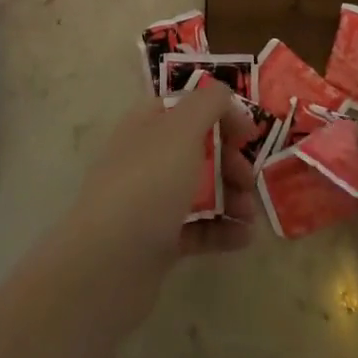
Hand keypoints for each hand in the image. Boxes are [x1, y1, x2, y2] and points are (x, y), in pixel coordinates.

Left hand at [60, 81, 258, 280]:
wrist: (108, 264)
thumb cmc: (148, 184)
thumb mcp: (182, 129)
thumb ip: (207, 103)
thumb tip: (223, 94)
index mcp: (147, 124)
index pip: (188, 107)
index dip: (220, 114)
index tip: (249, 134)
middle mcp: (147, 157)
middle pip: (198, 149)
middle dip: (230, 161)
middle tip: (248, 179)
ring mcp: (150, 201)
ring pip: (200, 190)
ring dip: (232, 197)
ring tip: (249, 215)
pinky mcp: (157, 242)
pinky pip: (197, 228)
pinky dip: (222, 230)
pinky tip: (244, 238)